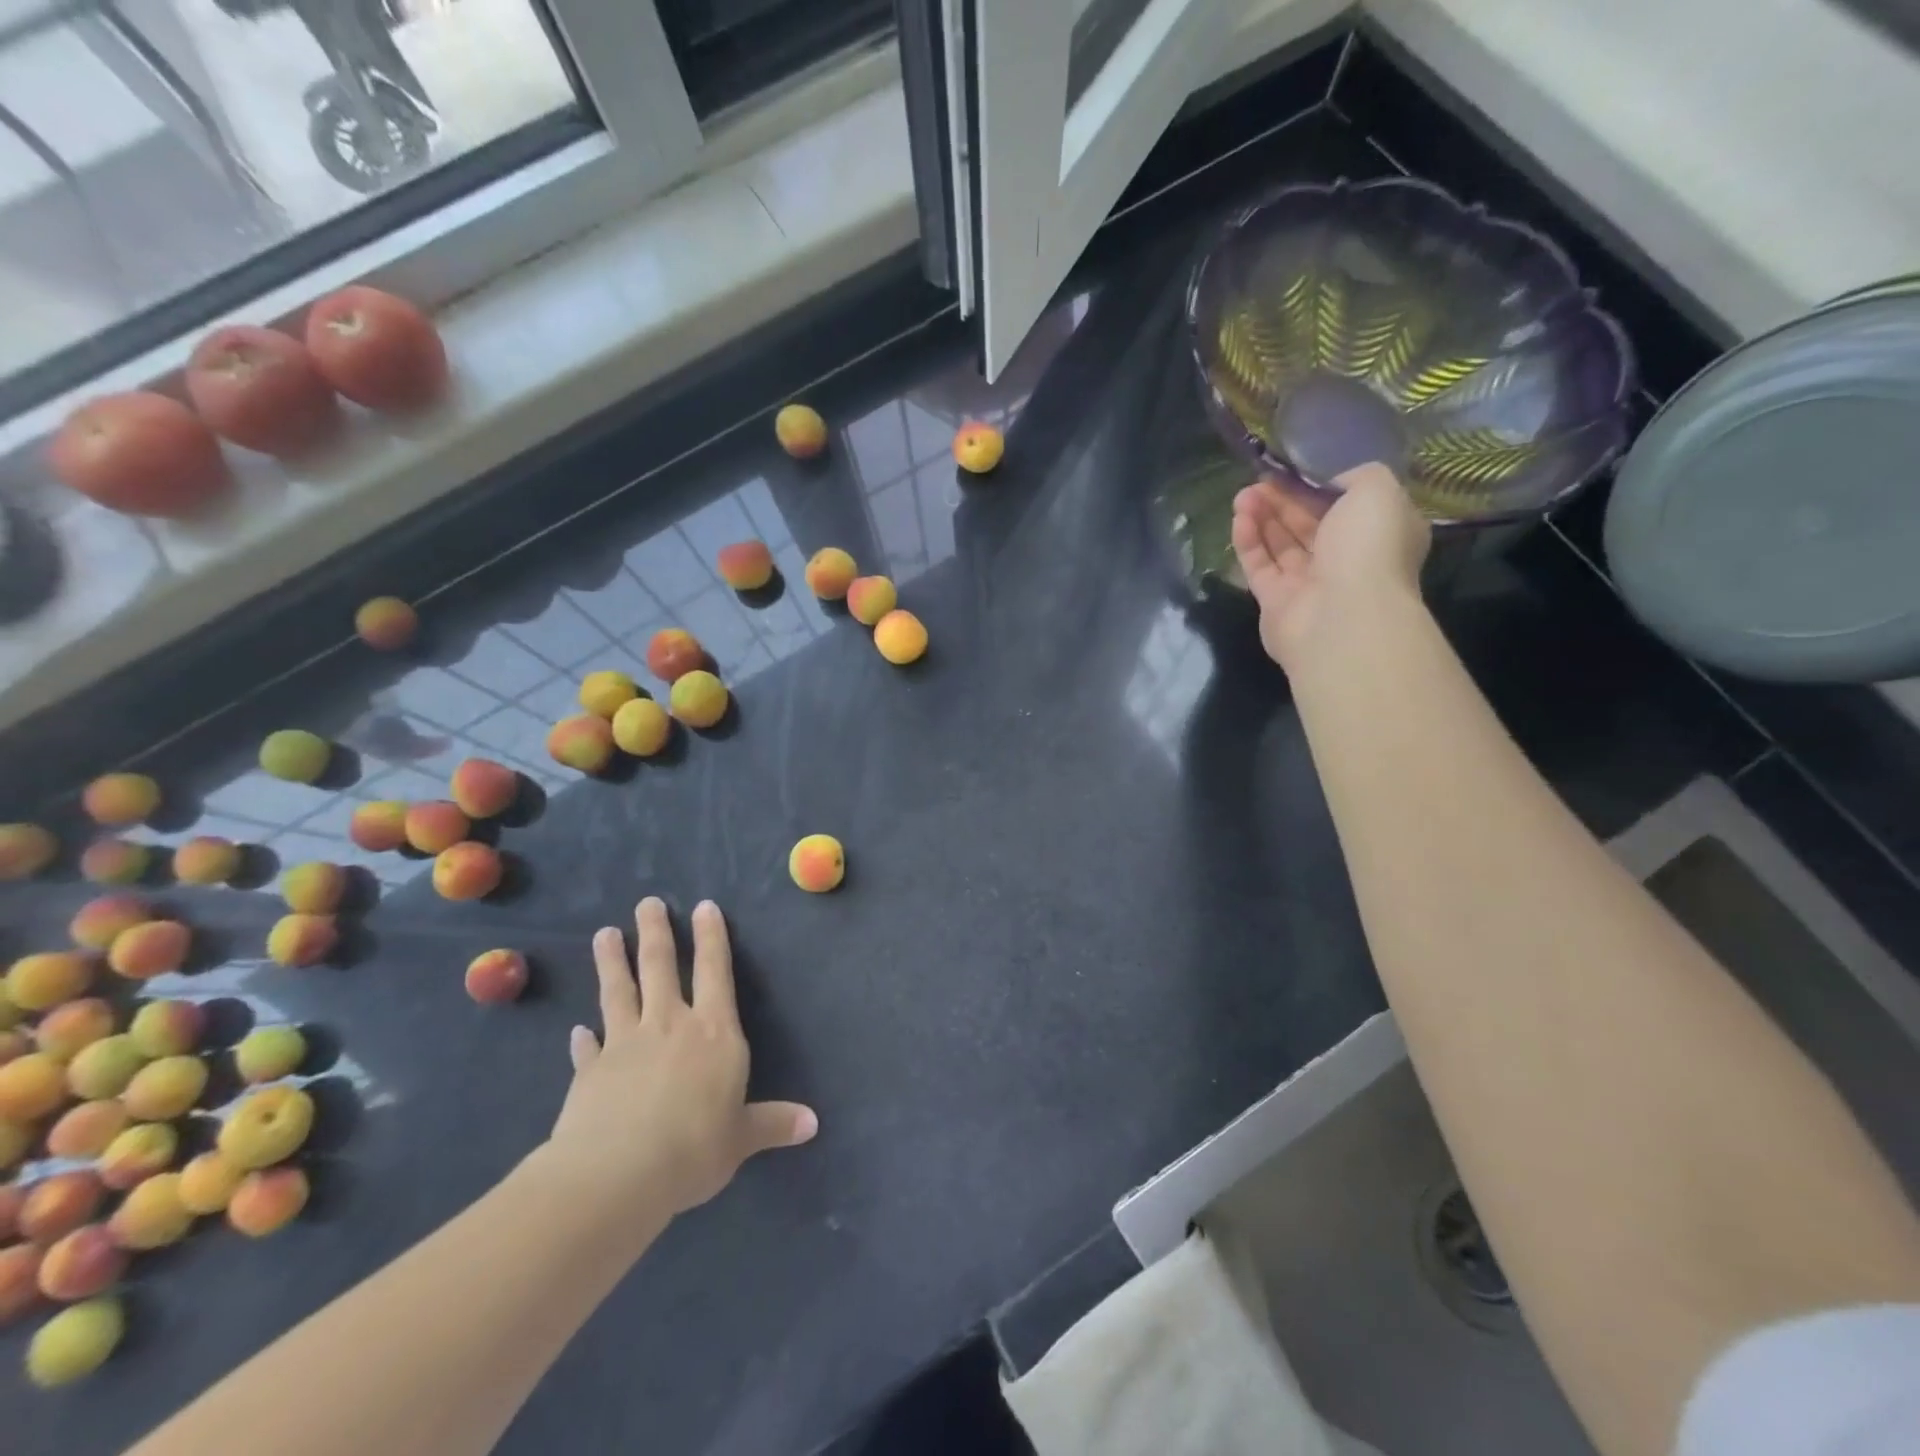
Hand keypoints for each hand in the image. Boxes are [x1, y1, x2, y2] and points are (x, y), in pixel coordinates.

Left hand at [543, 898, 816, 1216]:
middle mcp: (670, 1025)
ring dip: (612, 961)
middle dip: (655, 932)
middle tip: (647, 903)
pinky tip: (576, 1030)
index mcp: (714, 1032)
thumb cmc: (694, 1147)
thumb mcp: (741, 1138)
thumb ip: (773, 1123)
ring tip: (604, 934)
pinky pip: (587, 1048)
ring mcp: (626, 1043)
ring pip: (619, 991)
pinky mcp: (591, 1071)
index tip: (703, 906)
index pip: (715, 972)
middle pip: (661, 967)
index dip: (711, 937)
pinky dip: (583, 1038)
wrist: (618, 1174)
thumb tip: (813, 1123)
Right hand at [1230, 463, 1430, 671]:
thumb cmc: (1369, 548)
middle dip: (1283, 501)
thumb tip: (1332, 485)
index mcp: (1378, 534)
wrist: (1343, 617)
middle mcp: (1346, 560)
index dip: (1316, 486)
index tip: (1291, 470)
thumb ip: (1358, 477)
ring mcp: (1310, 584)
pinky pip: (1260, 567)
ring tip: (1242, 495)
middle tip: (1258, 480)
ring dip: (1262, 517)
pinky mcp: (1276, 603)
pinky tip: (1239, 519)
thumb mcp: (1378, 491)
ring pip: (1281, 544)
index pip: (1345, 505)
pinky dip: (1249, 543)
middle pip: (1308, 524)